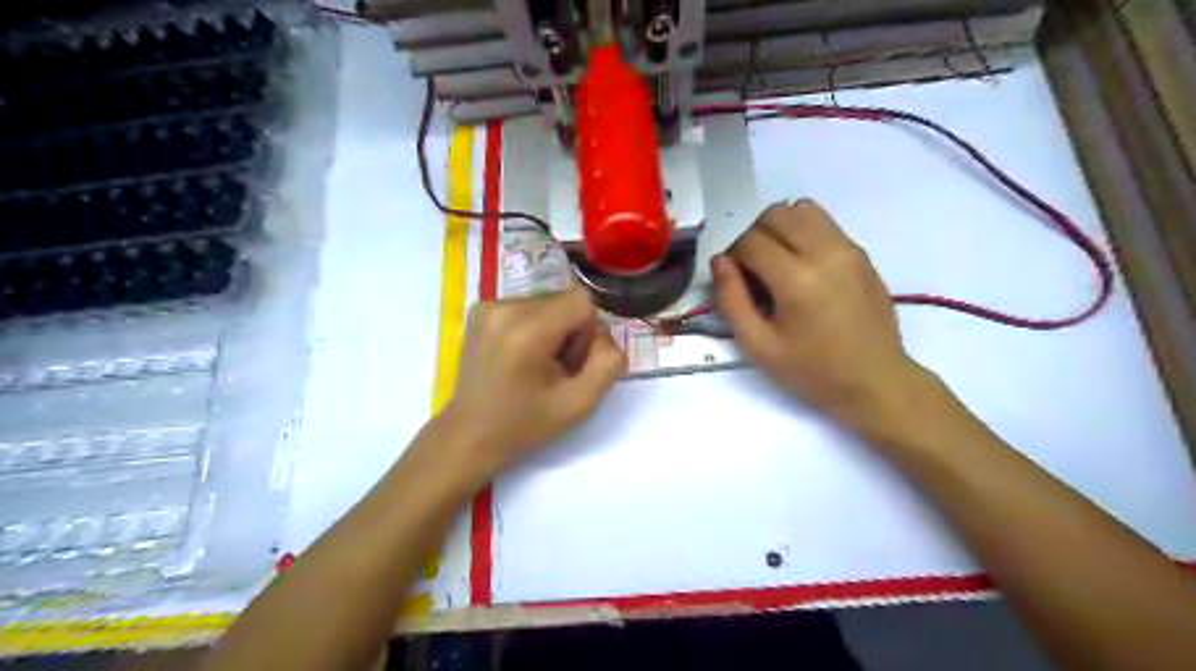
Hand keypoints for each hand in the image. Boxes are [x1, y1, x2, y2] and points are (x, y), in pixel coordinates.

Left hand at [438, 285, 626, 477]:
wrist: (469, 435)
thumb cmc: (524, 425)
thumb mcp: (580, 404)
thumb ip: (607, 364)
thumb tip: (605, 337)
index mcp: (528, 331)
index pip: (583, 301)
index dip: (588, 333)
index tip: (573, 363)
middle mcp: (505, 308)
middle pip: (565, 301)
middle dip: (570, 332)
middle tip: (555, 370)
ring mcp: (488, 305)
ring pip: (547, 303)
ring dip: (553, 330)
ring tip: (535, 366)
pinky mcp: (480, 309)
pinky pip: (527, 307)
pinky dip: (532, 327)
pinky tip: (519, 357)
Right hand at [715, 200, 927, 441]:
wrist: (875, 380)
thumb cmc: (812, 371)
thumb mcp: (758, 346)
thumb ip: (731, 300)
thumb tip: (720, 262)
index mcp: (797, 280)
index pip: (751, 241)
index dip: (733, 257)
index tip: (734, 281)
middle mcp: (825, 252)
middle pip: (776, 214)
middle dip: (754, 236)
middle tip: (753, 270)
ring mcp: (848, 248)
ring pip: (801, 209)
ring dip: (779, 228)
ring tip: (777, 262)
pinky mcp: (861, 252)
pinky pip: (823, 223)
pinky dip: (803, 233)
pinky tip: (802, 268)